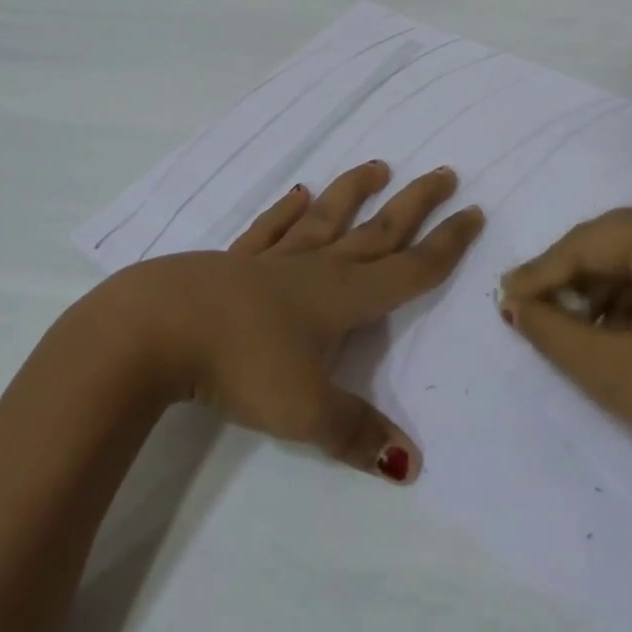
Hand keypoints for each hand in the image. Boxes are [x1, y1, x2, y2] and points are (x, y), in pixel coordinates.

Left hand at [100, 161, 483, 483]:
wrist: (157, 328)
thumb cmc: (240, 365)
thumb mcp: (306, 412)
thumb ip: (357, 434)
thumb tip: (411, 465)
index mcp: (343, 298)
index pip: (409, 269)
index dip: (446, 245)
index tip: (474, 212)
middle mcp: (315, 269)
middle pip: (377, 231)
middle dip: (415, 204)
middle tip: (444, 172)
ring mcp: (272, 261)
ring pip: (326, 219)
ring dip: (354, 193)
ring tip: (378, 166)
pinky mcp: (233, 262)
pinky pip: (269, 229)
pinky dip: (285, 211)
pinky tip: (298, 194)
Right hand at [498, 204, 631, 526]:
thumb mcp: (612, 372)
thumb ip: (549, 328)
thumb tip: (512, 302)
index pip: (593, 241)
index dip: (544, 271)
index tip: (505, 295)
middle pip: (623, 240)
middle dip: (577, 278)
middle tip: (535, 311)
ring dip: (612, 287)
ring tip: (579, 328)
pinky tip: (625, 327)